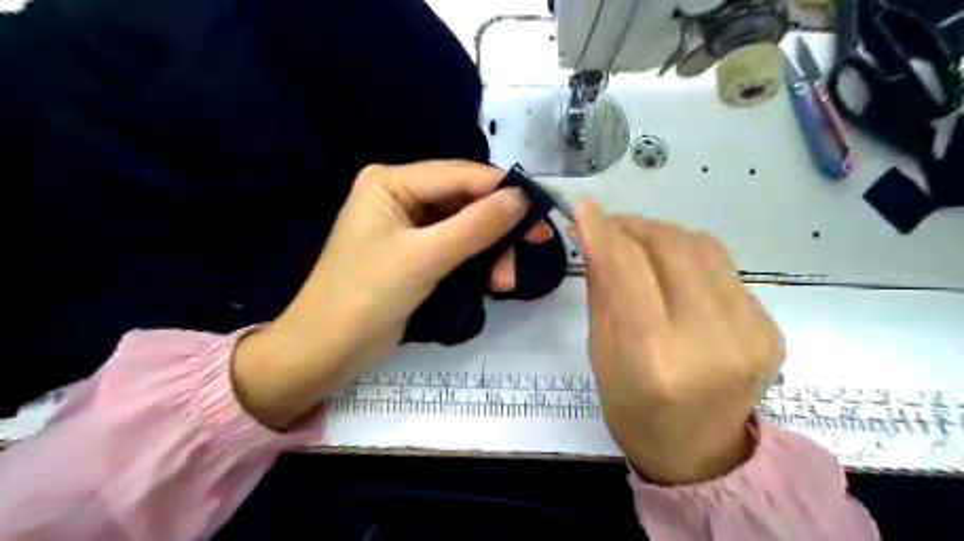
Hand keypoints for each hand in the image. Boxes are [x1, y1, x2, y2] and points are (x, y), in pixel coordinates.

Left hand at [230, 160, 549, 430]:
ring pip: (466, 226)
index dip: (503, 190)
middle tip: (535, 246)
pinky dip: (477, 263)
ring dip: (491, 251)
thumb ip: (475, 225)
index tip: (542, 211)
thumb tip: (522, 198)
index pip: (459, 175)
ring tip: (504, 283)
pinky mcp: (415, 252)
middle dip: (498, 228)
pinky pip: (457, 247)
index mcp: (391, 182)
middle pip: (466, 200)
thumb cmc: (366, 297)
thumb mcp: (425, 258)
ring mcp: (408, 225)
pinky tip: (491, 283)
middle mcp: (401, 195)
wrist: (327, 350)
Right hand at [571, 199, 781, 485]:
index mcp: (653, 357)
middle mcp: (708, 340)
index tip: (584, 208)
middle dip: (634, 225)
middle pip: (671, 248)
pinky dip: (690, 258)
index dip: (604, 230)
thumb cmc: (633, 409)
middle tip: (610, 226)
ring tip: (639, 241)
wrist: (700, 453)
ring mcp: (750, 333)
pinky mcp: (771, 329)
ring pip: (702, 248)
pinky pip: (724, 269)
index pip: (628, 269)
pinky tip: (674, 272)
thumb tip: (593, 235)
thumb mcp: (600, 352)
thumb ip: (601, 289)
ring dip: (663, 234)